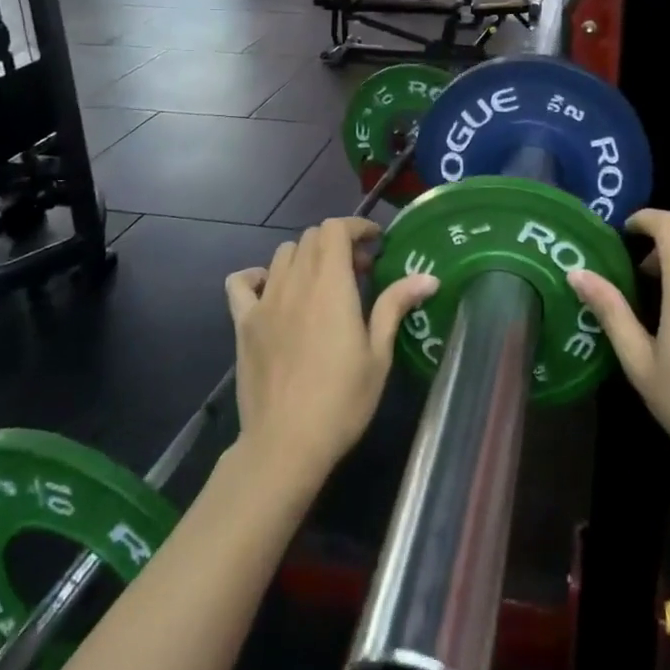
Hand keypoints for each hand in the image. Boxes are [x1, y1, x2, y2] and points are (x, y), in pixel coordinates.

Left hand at [224, 217, 438, 491]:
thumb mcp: (378, 355)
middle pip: (311, 238)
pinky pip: (241, 282)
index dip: (356, 227)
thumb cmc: (342, 400)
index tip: (376, 243)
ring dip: (306, 257)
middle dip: (337, 243)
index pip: (335, 229)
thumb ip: (395, 307)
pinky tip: (272, 292)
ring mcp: (264, 301)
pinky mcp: (243, 322)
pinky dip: (257, 276)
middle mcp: (294, 282)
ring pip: (282, 254)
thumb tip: (428, 277)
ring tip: (323, 284)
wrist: (286, 443)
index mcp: (330, 285)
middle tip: (359, 272)